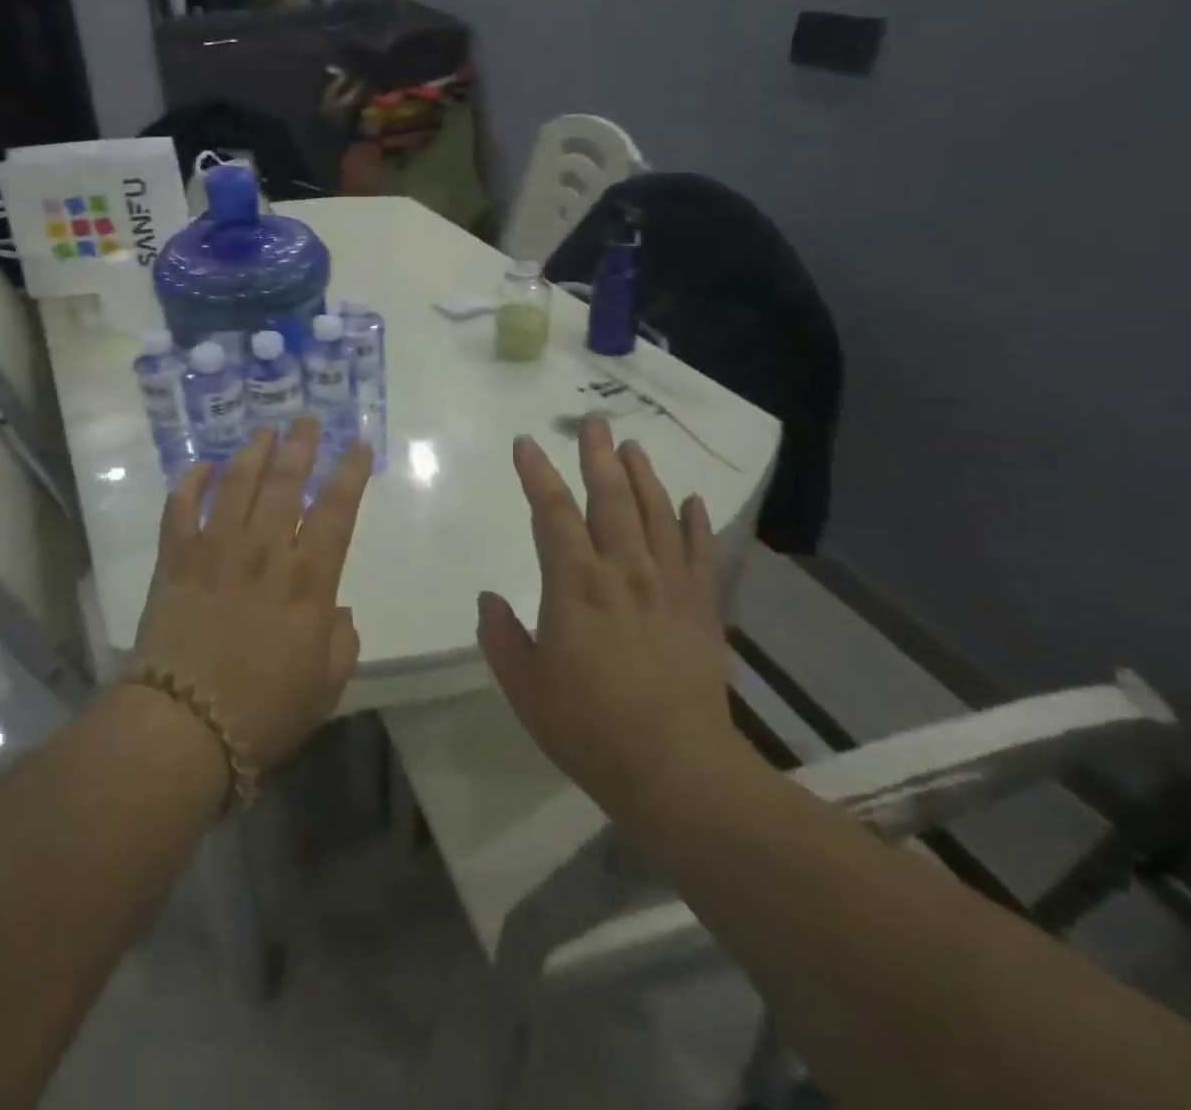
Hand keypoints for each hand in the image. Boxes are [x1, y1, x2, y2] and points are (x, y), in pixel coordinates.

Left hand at [133, 418, 370, 773]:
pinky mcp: (174, 561)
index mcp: (307, 582)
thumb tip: (336, 610)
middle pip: (286, 484)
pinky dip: (189, 483)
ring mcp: (215, 551)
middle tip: (307, 421)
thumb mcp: (325, 687)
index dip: (350, 473)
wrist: (183, 728)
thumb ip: (340, 642)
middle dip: (300, 447)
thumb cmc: (263, 713)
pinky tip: (200, 466)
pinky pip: (179, 509)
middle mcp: (263, 553)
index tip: (358, 444)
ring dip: (252, 453)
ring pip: (236, 485)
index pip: (336, 511)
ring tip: (264, 431)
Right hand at [478, 416, 740, 826]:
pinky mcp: (702, 608)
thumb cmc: (588, 727)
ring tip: (632, 446)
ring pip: (656, 514)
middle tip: (592, 421)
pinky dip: (694, 522)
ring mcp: (668, 586)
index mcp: (574, 584)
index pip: (551, 512)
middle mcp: (623, 571)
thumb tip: (488, 598)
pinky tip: (690, 501)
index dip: (535, 473)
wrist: (677, 770)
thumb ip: (501, 636)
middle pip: (609, 498)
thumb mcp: (524, 685)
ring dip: (643, 476)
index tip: (526, 444)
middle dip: (596, 456)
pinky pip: (700, 552)